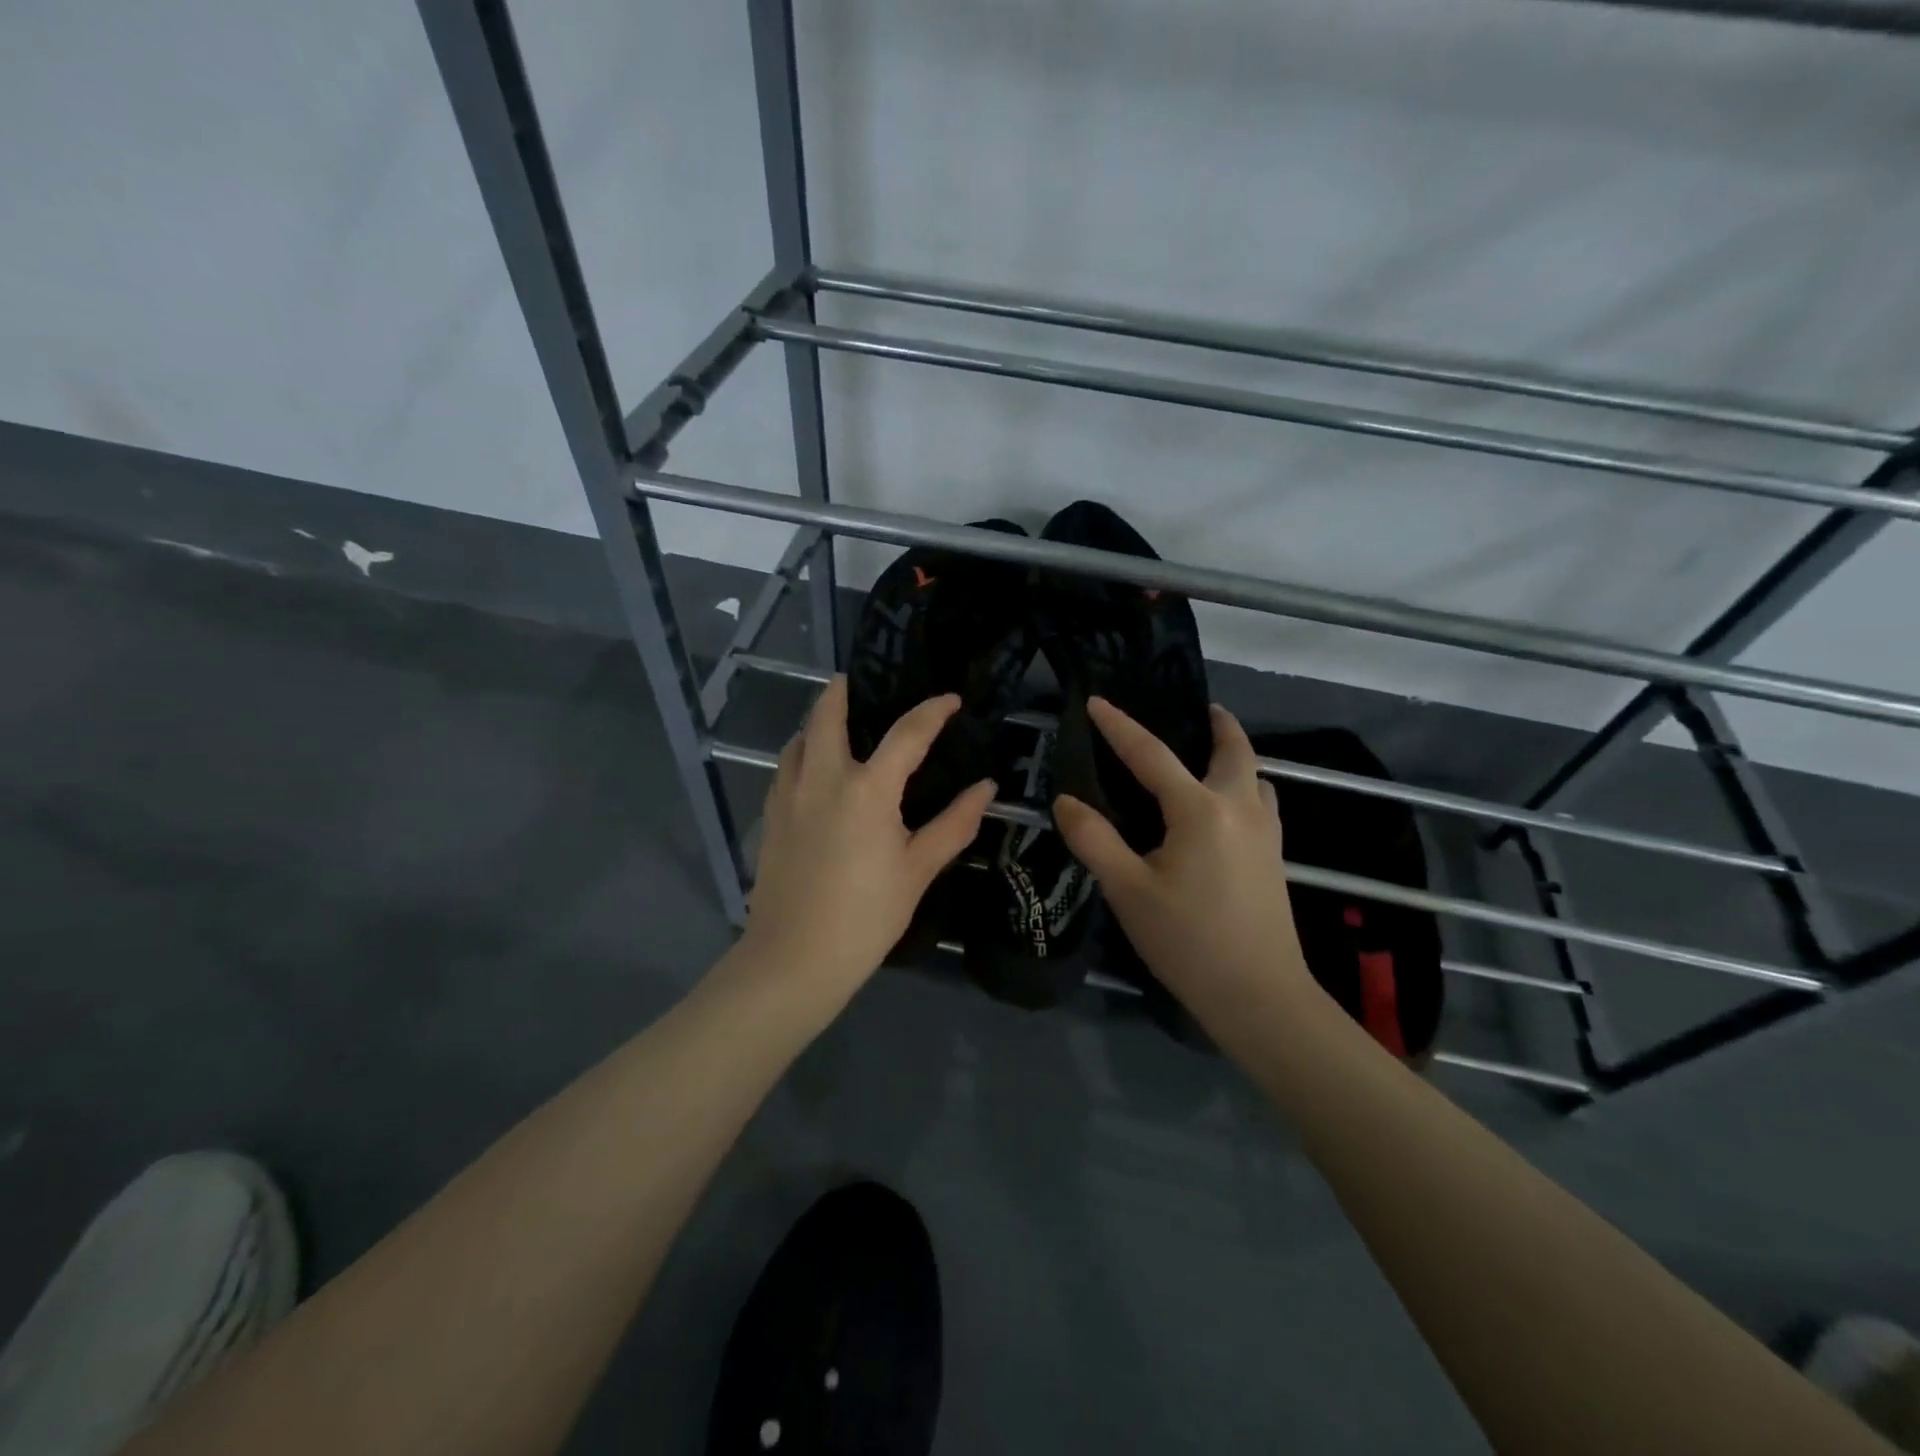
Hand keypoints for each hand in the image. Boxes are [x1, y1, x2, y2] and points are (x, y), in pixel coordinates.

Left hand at [736, 675, 994, 1007]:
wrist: (794, 958)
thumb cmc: (866, 916)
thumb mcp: (918, 870)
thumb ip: (954, 824)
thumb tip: (986, 787)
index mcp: (868, 789)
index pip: (907, 733)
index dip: (932, 711)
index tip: (950, 699)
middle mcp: (823, 779)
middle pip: (827, 716)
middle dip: (841, 692)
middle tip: (855, 682)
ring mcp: (789, 796)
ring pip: (798, 740)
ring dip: (815, 722)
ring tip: (834, 723)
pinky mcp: (770, 818)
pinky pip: (784, 769)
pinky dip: (799, 753)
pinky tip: (812, 771)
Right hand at [1053, 698, 1314, 1021]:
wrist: (1259, 996)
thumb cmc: (1188, 941)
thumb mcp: (1127, 891)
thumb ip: (1094, 840)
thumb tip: (1065, 800)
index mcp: (1199, 810)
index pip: (1152, 754)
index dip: (1120, 726)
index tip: (1097, 702)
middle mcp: (1239, 809)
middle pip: (1235, 750)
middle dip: (1219, 724)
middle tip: (1200, 709)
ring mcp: (1265, 833)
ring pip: (1256, 777)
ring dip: (1236, 757)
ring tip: (1211, 756)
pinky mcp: (1275, 857)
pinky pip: (1262, 803)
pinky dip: (1246, 787)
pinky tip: (1226, 809)